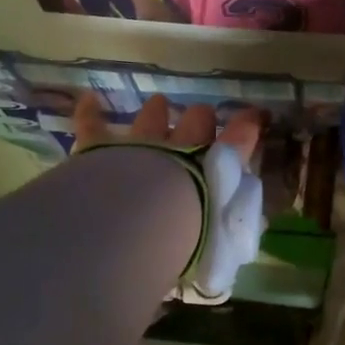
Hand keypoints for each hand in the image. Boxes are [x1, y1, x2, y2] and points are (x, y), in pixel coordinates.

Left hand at [73, 92, 266, 302]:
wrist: (139, 223)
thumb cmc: (185, 238)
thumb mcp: (220, 245)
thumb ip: (230, 234)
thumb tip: (250, 233)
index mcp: (212, 170)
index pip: (239, 141)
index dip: (247, 127)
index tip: (255, 117)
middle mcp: (181, 149)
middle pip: (196, 122)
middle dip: (200, 120)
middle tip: (201, 120)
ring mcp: (141, 144)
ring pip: (152, 118)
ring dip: (156, 113)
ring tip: (159, 105)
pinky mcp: (101, 149)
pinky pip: (93, 126)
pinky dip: (90, 113)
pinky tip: (89, 100)